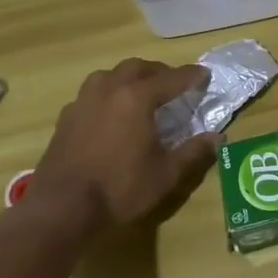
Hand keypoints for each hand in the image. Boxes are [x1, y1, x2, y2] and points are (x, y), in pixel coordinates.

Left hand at [21, 59, 218, 242]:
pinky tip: (111, 114)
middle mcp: (109, 91)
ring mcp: (83, 102)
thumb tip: (216, 137)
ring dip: (129, 78)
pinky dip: (108, 94)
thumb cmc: (120, 188)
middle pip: (137, 68)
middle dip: (159, 72)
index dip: (191, 76)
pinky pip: (91, 94)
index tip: (204, 75)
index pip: (171, 78)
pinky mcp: (66, 119)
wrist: (61, 209)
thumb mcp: (166, 174)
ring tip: (140, 93)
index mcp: (137, 98)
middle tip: (173, 84)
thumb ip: (193, 152)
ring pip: (109, 75)